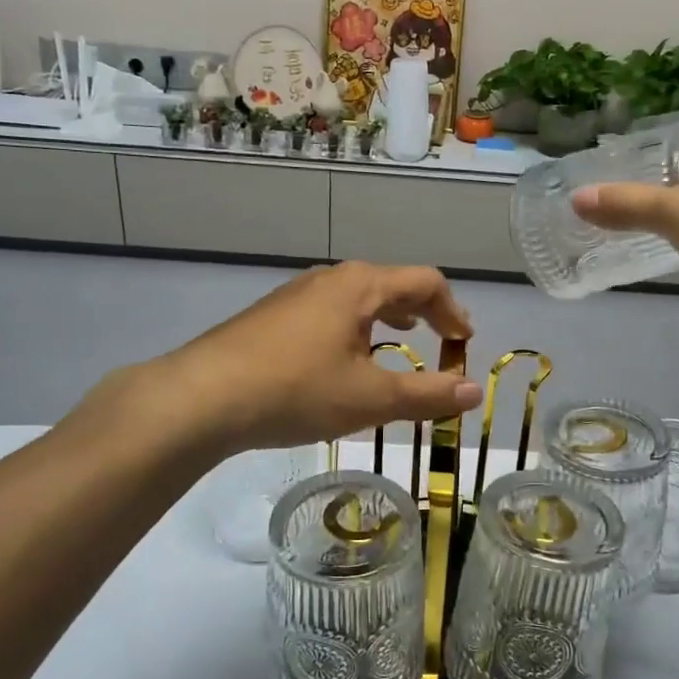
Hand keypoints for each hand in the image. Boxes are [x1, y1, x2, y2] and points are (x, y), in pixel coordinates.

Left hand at [154, 263, 483, 454]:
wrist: (203, 396)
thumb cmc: (297, 390)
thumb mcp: (371, 399)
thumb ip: (427, 395)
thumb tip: (474, 392)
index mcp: (361, 286)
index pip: (425, 282)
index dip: (452, 311)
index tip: (464, 342)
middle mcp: (330, 279)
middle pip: (391, 284)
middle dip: (423, 311)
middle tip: (442, 340)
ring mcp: (296, 295)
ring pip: (357, 298)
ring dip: (387, 318)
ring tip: (399, 341)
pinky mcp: (273, 316)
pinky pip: (330, 312)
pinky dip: (355, 328)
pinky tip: (344, 358)